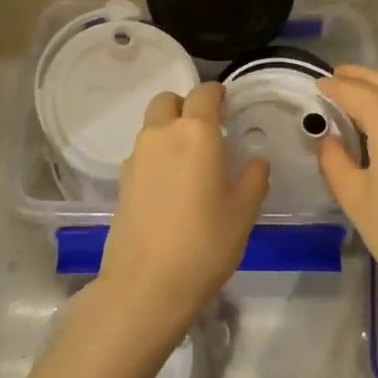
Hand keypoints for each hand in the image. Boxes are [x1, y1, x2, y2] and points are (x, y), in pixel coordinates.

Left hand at [99, 82, 268, 337]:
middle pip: (167, 101)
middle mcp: (161, 134)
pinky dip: (156, 157)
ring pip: (152, 127)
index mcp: (195, 132)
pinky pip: (142, 154)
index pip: (204, 93)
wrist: (147, 284)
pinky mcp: (121, 182)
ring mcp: (136, 157)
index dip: (217, 94)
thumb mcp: (244, 211)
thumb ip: (254, 178)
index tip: (228, 106)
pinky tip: (170, 188)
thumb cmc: (205, 242)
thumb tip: (256, 162)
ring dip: (168, 131)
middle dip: (185, 106)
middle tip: (205, 131)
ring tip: (189, 163)